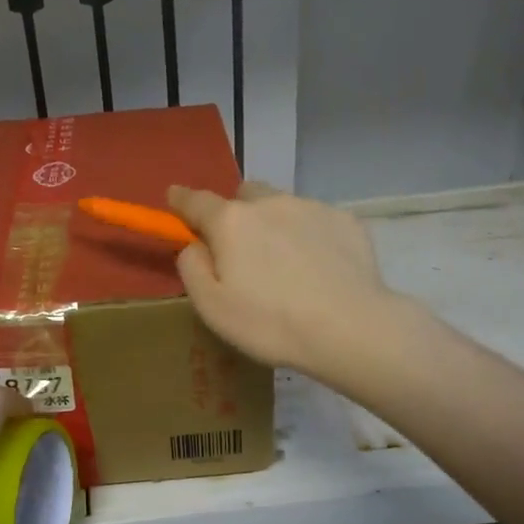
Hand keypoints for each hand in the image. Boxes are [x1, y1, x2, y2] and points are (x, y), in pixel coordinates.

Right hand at [168, 182, 398, 380]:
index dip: (180, 200)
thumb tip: (193, 244)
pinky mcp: (346, 220)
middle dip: (236, 213)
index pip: (195, 201)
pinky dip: (309, 236)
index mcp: (231, 222)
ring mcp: (311, 207)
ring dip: (274, 224)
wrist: (350, 328)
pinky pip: (315, 220)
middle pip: (244, 195)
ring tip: (287, 265)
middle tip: (242, 250)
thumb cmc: (270, 323)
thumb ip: (192, 268)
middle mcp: (269, 203)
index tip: (173, 198)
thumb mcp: (212, 307)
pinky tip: (320, 269)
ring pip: (282, 205)